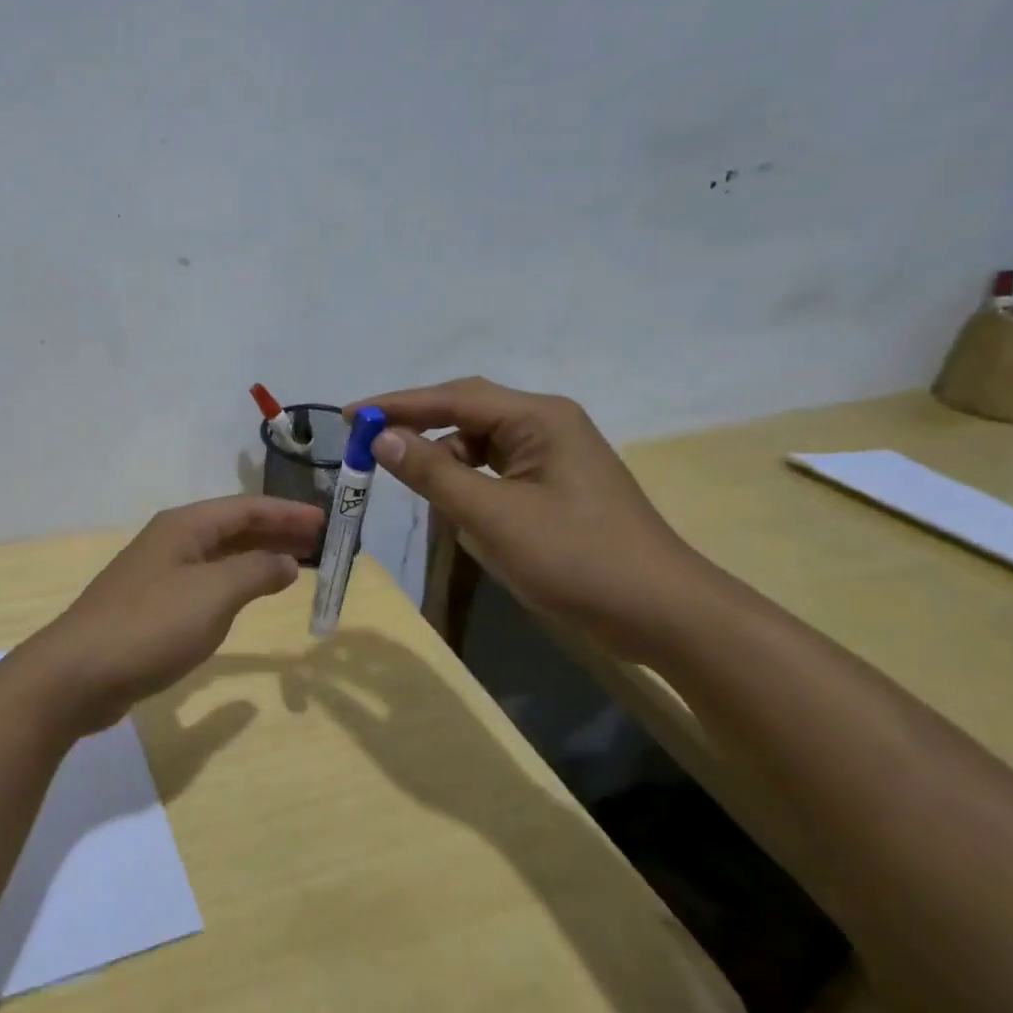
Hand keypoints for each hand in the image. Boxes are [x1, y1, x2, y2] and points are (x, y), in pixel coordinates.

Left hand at [23, 496, 324, 733]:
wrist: (80, 672)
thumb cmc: (152, 625)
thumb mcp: (213, 595)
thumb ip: (255, 573)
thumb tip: (286, 560)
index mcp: (184, 527)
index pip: (246, 508)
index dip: (287, 512)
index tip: (325, 521)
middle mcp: (172, 541)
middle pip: (233, 528)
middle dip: (276, 532)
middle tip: (319, 544)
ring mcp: (159, 574)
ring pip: (220, 556)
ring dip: (257, 557)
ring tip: (295, 567)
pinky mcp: (153, 606)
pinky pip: (207, 582)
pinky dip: (236, 583)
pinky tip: (249, 596)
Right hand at [350, 378, 716, 661]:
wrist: (664, 615)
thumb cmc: (577, 559)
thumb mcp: (492, 516)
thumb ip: (432, 473)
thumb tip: (380, 438)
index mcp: (538, 418)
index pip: (452, 397)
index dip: (396, 405)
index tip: (349, 416)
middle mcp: (546, 425)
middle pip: (465, 413)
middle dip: (416, 428)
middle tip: (366, 446)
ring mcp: (553, 457)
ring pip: (478, 445)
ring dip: (442, 462)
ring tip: (409, 483)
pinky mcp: (555, 487)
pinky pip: (495, 472)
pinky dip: (467, 484)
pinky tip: (454, 507)